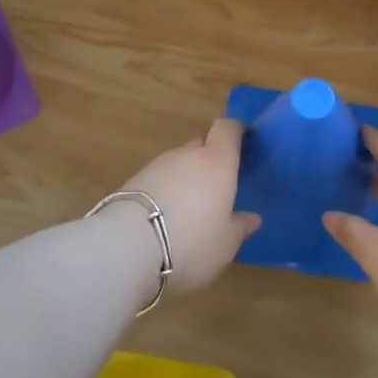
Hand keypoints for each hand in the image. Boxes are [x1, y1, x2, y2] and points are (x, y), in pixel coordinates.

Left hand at [118, 119, 259, 297]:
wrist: (126, 249)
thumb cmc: (191, 243)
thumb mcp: (225, 245)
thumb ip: (239, 228)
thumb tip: (251, 218)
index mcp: (217, 162)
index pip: (227, 129)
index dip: (235, 132)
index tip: (243, 144)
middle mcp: (187, 155)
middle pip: (201, 144)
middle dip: (210, 159)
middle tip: (216, 187)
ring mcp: (156, 166)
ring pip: (178, 163)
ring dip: (185, 177)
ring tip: (188, 208)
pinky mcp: (132, 181)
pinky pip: (157, 179)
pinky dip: (164, 191)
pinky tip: (163, 218)